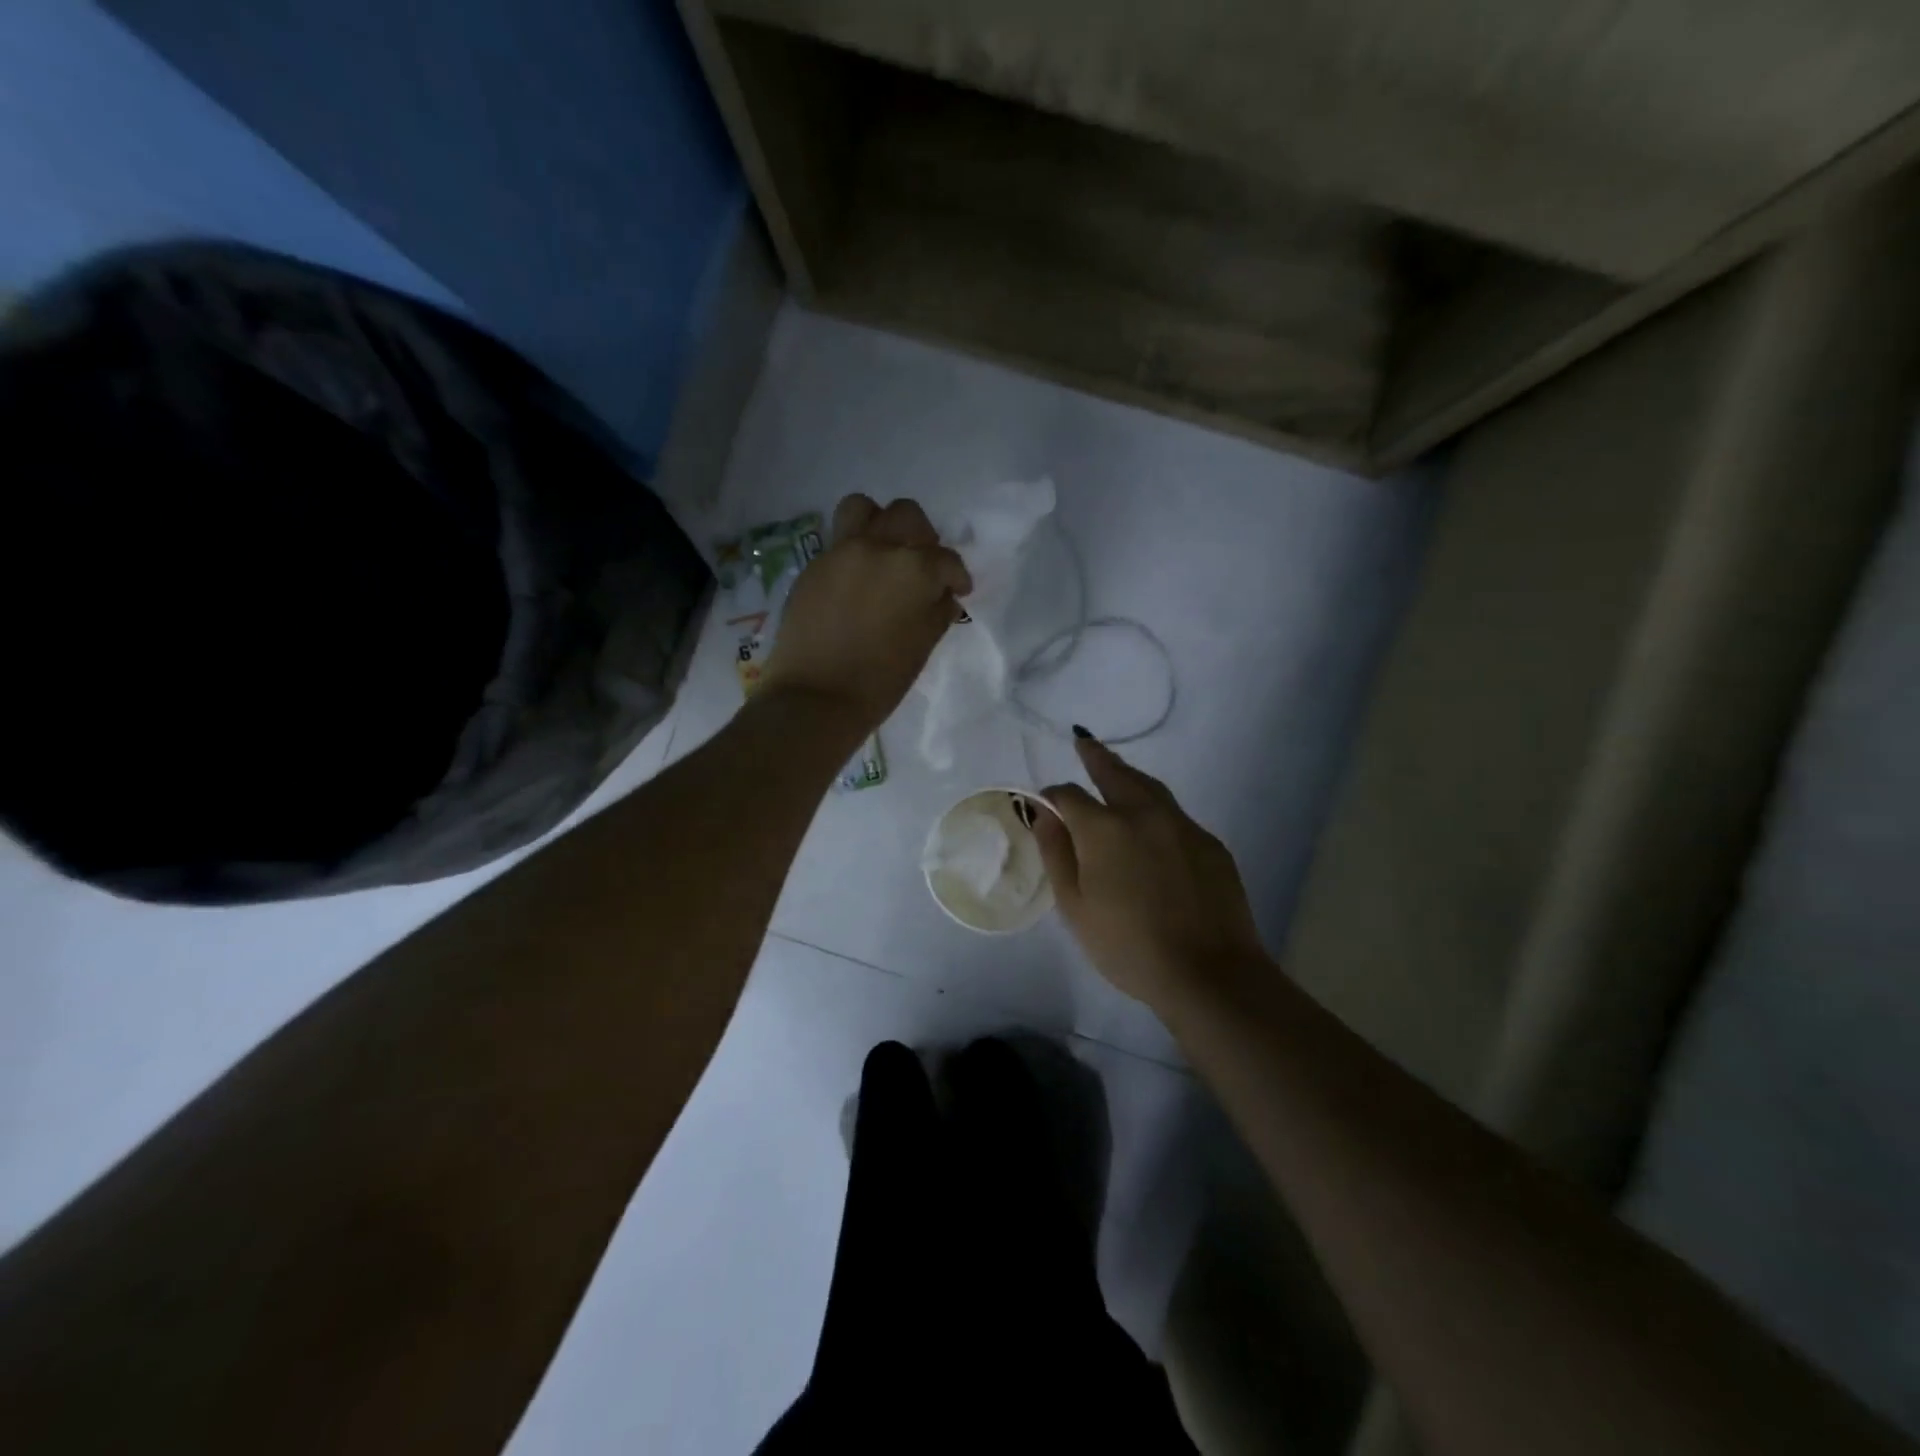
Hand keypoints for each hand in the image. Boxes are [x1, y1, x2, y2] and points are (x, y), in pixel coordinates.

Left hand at [760, 495, 971, 735]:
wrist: (816, 697)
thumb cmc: (880, 680)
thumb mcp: (923, 646)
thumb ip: (937, 611)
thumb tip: (943, 595)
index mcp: (914, 568)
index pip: (946, 559)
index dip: (957, 576)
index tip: (958, 590)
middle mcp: (878, 547)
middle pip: (907, 516)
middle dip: (922, 537)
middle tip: (923, 566)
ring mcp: (841, 552)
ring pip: (864, 509)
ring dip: (880, 523)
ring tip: (884, 553)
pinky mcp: (814, 565)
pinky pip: (839, 540)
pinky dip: (854, 550)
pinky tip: (857, 581)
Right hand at [1035, 734, 1268, 1010]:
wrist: (1209, 972)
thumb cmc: (1128, 946)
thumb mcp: (1075, 907)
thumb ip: (1056, 853)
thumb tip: (1043, 814)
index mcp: (1104, 828)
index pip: (1069, 796)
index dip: (1052, 797)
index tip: (1045, 805)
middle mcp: (1143, 813)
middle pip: (1115, 773)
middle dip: (1095, 756)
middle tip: (1083, 740)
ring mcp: (1182, 825)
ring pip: (1150, 787)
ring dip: (1128, 774)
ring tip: (1115, 768)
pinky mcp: (1210, 844)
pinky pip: (1175, 815)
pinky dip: (1155, 808)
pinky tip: (1152, 826)